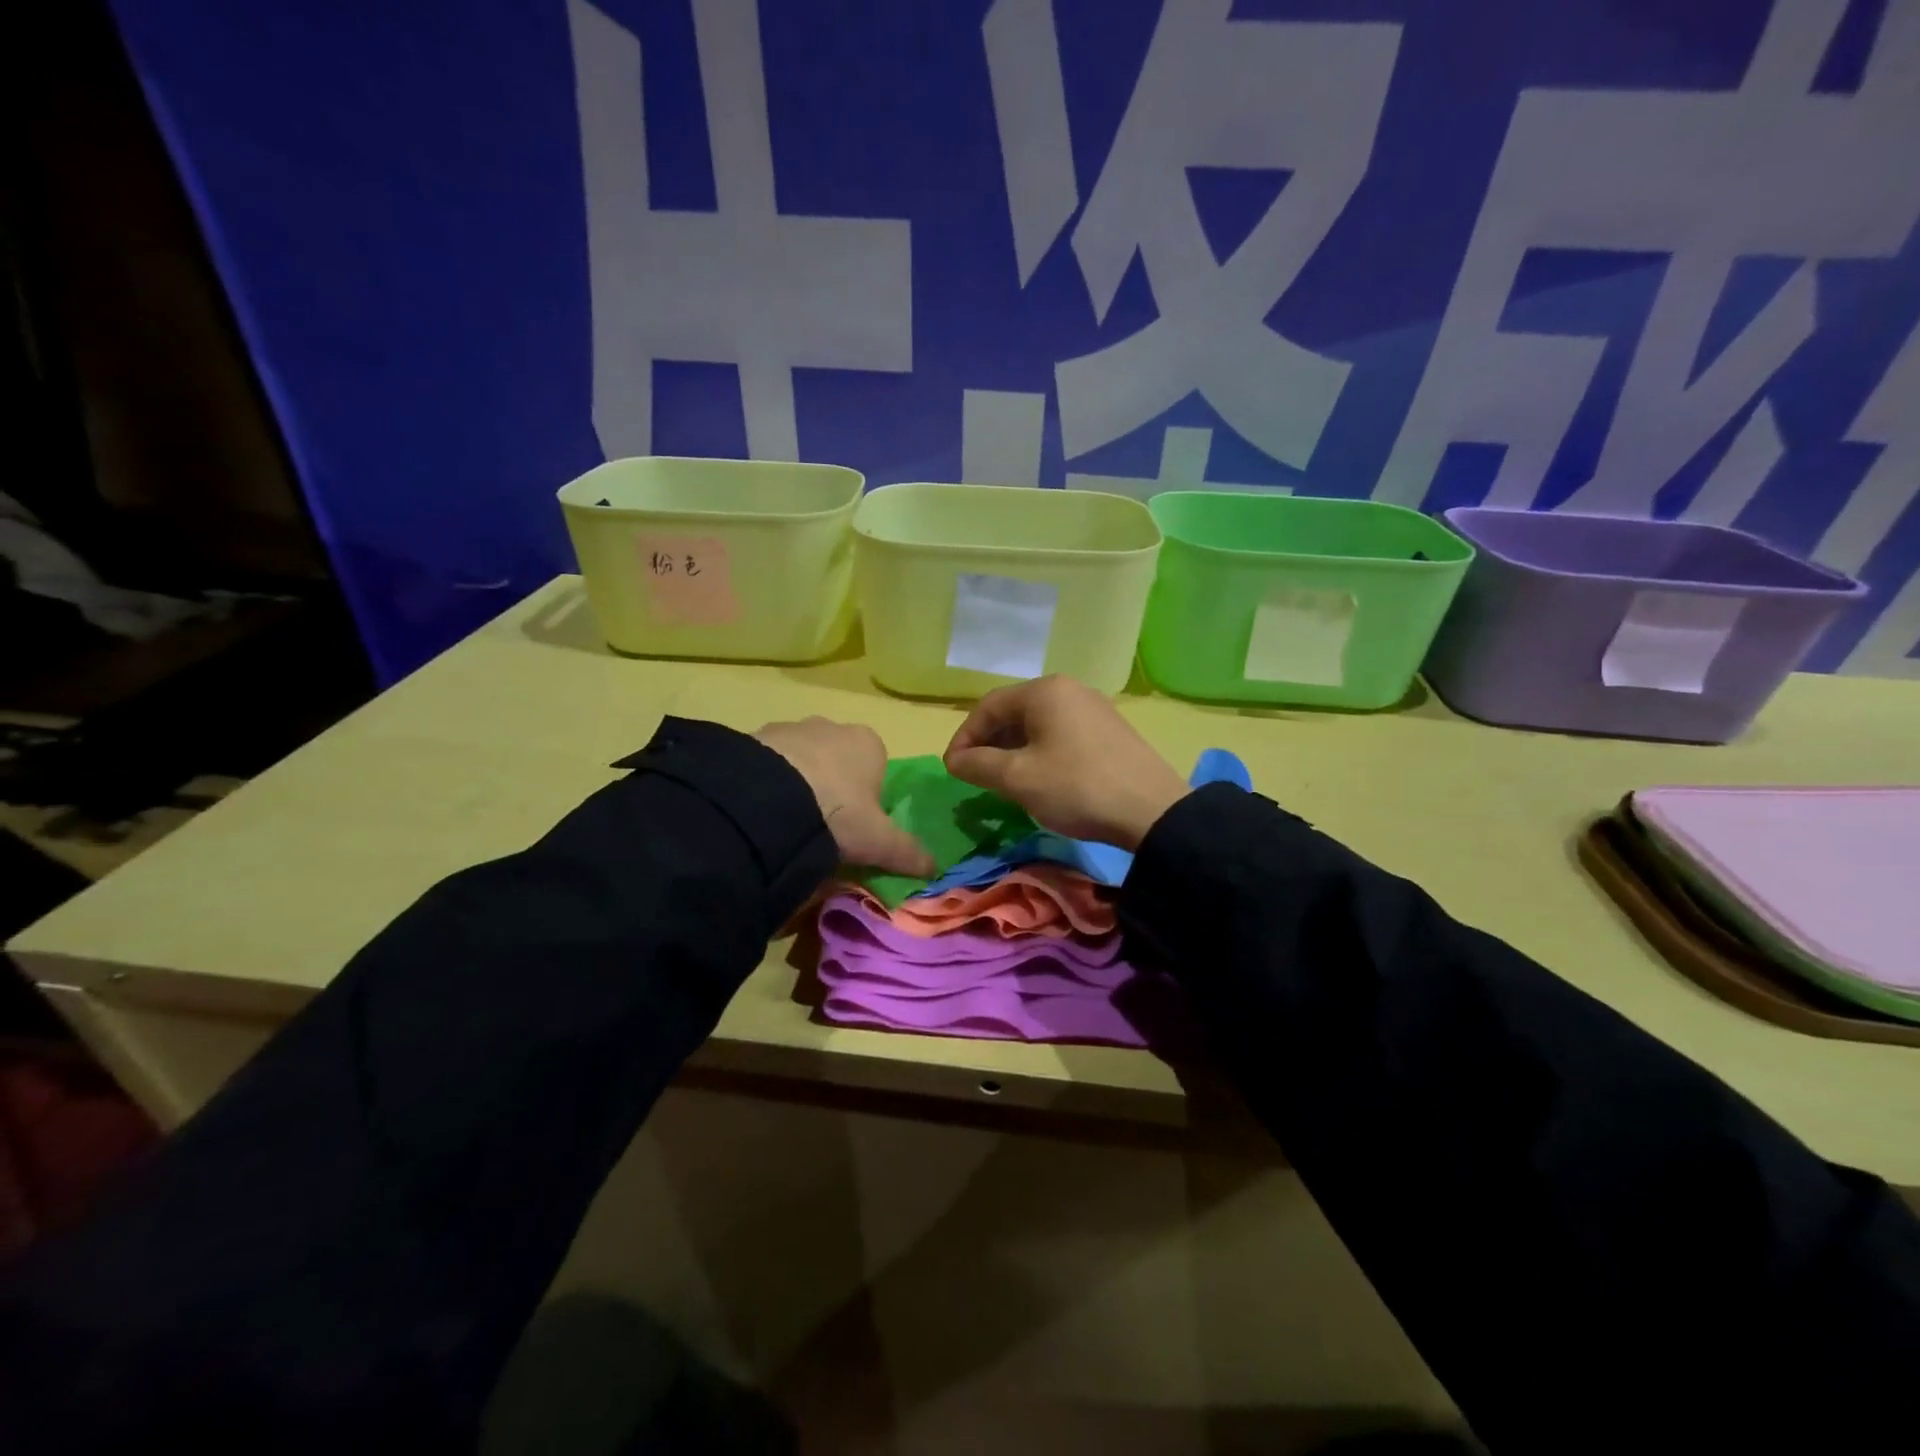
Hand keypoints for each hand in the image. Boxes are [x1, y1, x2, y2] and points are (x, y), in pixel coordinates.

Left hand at [755, 718, 935, 876]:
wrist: (769, 799)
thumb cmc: (839, 813)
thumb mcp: (878, 841)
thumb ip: (907, 852)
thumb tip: (935, 868)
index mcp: (868, 743)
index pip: (875, 767)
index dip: (867, 798)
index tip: (854, 826)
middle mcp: (831, 727)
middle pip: (837, 760)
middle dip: (830, 787)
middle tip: (821, 826)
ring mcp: (791, 728)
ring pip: (801, 759)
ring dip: (797, 783)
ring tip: (786, 822)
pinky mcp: (755, 737)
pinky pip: (768, 763)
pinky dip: (768, 782)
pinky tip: (762, 811)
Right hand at [943, 676, 1187, 850]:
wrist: (1152, 811)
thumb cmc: (1076, 787)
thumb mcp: (1018, 778)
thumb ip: (978, 765)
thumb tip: (955, 760)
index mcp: (1044, 691)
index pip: (988, 706)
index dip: (965, 737)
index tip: (953, 769)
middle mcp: (1069, 690)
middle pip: (1014, 712)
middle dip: (989, 743)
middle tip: (976, 775)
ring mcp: (1094, 708)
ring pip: (1038, 724)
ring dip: (1014, 750)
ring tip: (1004, 780)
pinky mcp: (1110, 731)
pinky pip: (1062, 734)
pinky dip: (1040, 752)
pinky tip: (1041, 779)